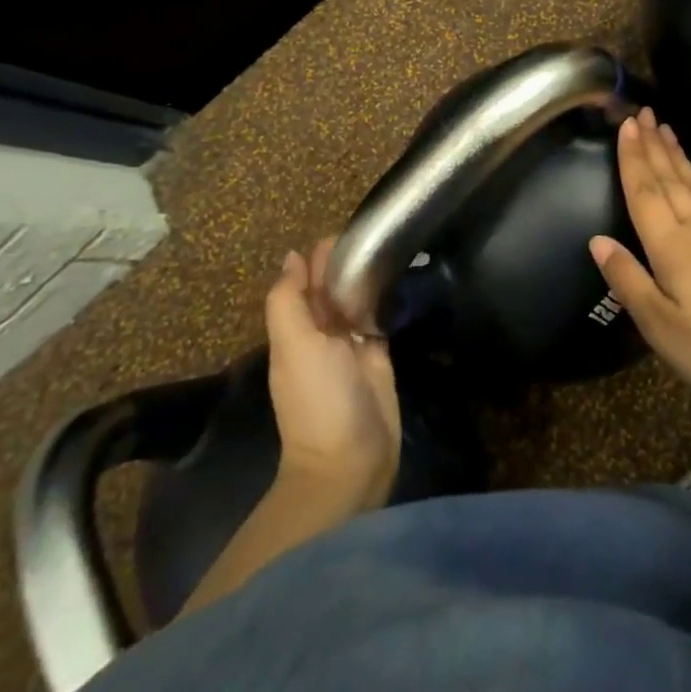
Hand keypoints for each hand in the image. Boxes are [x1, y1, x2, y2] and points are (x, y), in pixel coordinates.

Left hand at [266, 237, 400, 509]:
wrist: (350, 462)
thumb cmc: (319, 399)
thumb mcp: (295, 346)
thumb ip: (289, 301)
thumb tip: (293, 256)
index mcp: (296, 328)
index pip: (306, 280)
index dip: (321, 255)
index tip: (349, 229)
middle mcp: (322, 332)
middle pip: (334, 287)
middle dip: (348, 261)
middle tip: (378, 232)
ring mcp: (352, 345)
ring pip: (358, 299)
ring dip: (368, 277)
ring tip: (392, 245)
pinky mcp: (380, 355)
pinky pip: (380, 318)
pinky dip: (385, 299)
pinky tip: (400, 276)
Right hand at [590, 108, 690, 417]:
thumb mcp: (662, 327)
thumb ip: (628, 280)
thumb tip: (597, 240)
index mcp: (671, 247)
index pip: (645, 192)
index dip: (633, 158)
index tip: (626, 124)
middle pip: (669, 179)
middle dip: (653, 145)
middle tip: (643, 112)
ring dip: (676, 155)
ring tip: (666, 130)